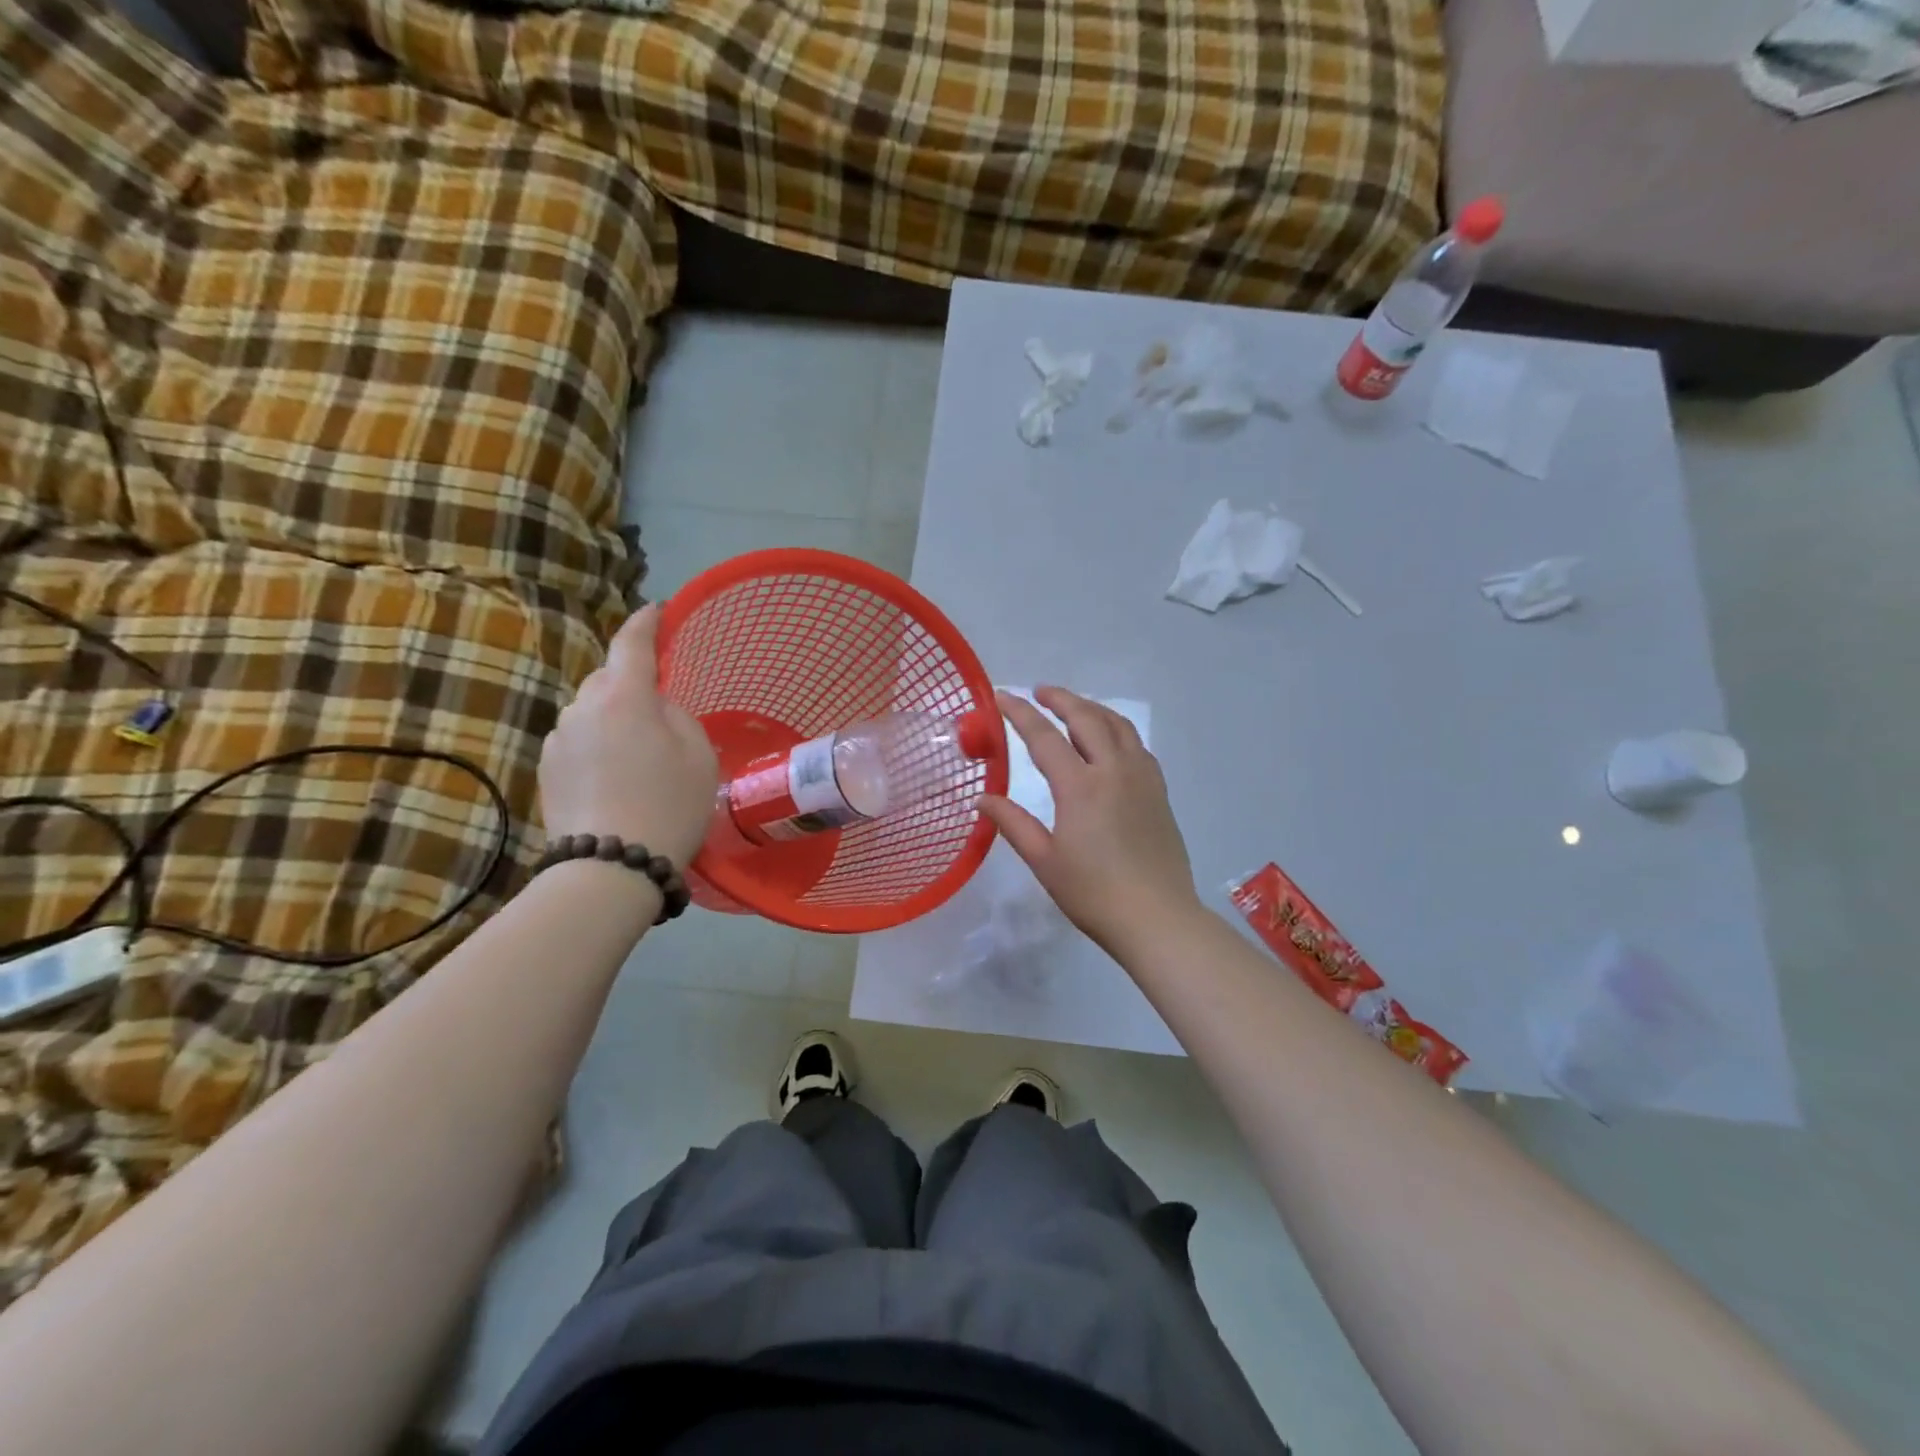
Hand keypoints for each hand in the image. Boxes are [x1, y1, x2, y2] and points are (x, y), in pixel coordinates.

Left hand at [539, 605, 718, 866]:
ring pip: (591, 711)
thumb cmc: (669, 805)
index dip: (646, 622)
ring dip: (612, 718)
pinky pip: (578, 740)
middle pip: (608, 678)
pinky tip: (614, 778)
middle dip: (631, 682)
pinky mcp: (545, 768)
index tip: (657, 611)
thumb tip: (652, 705)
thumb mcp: (698, 754)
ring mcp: (558, 738)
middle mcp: (582, 707)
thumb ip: (676, 714)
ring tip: (638, 756)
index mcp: (623, 696)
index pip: (632, 643)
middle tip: (660, 711)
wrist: (610, 866)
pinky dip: (597, 746)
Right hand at [982, 687, 1203, 954]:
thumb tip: (983, 799)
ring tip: (1073, 707)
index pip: (1044, 736)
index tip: (1000, 696)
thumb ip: (1013, 823)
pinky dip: (1116, 730)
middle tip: (1039, 692)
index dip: (1019, 713)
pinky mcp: (1159, 791)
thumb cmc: (1093, 893)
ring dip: (1091, 708)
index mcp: (1080, 786)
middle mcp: (1113, 770)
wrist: (1157, 917)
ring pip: (1117, 725)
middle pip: (1086, 718)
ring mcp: (1142, 778)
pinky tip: (1109, 741)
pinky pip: (1136, 745)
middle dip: (1060, 699)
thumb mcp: (1044, 860)